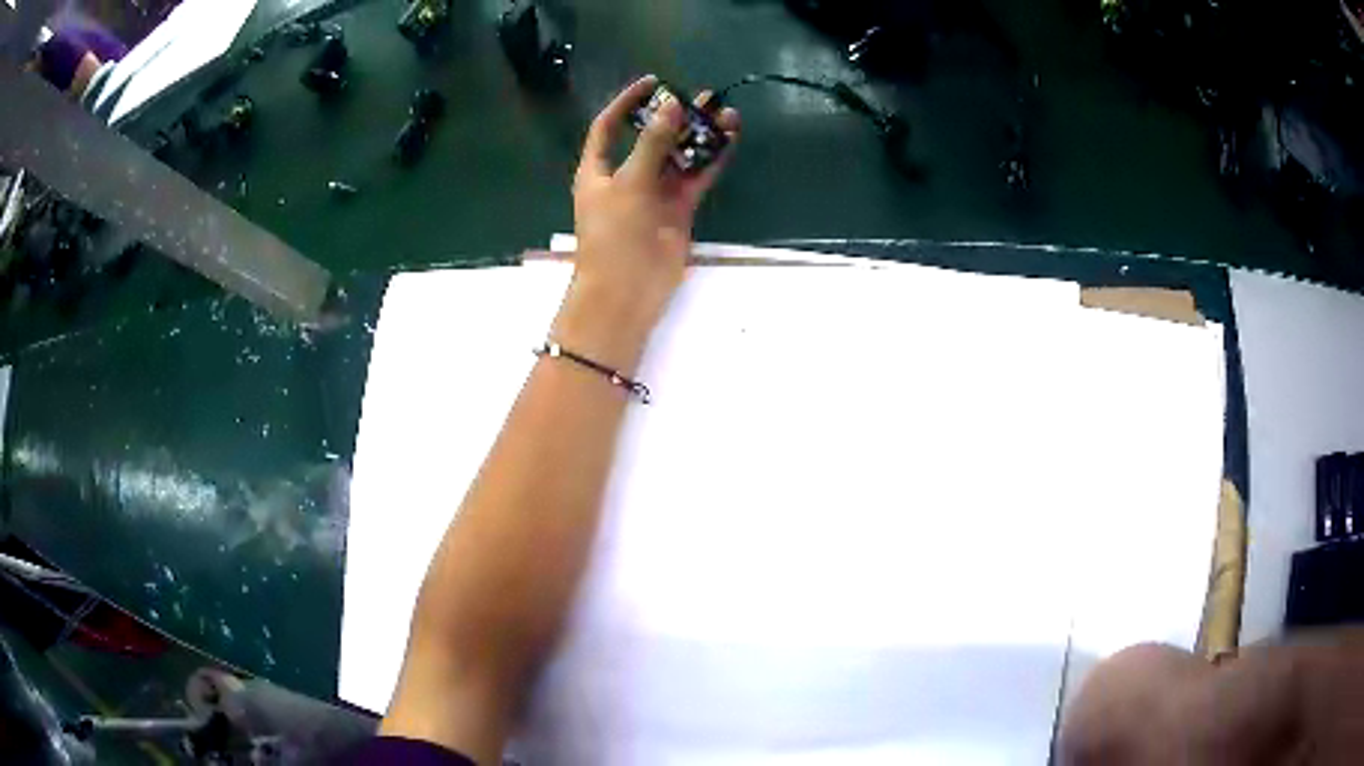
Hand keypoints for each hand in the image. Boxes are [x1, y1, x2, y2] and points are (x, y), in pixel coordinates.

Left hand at [554, 75, 740, 372]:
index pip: (609, 126)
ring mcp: (654, 193)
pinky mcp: (679, 209)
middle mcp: (626, 176)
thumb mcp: (629, 183)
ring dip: (700, 136)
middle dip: (675, 117)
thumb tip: (671, 107)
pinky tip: (729, 140)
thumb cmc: (614, 235)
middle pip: (651, 137)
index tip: (653, 82)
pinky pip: (696, 177)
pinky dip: (711, 160)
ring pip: (679, 156)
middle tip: (703, 97)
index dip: (628, 102)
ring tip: (726, 114)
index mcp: (598, 169)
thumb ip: (652, 144)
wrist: (626, 291)